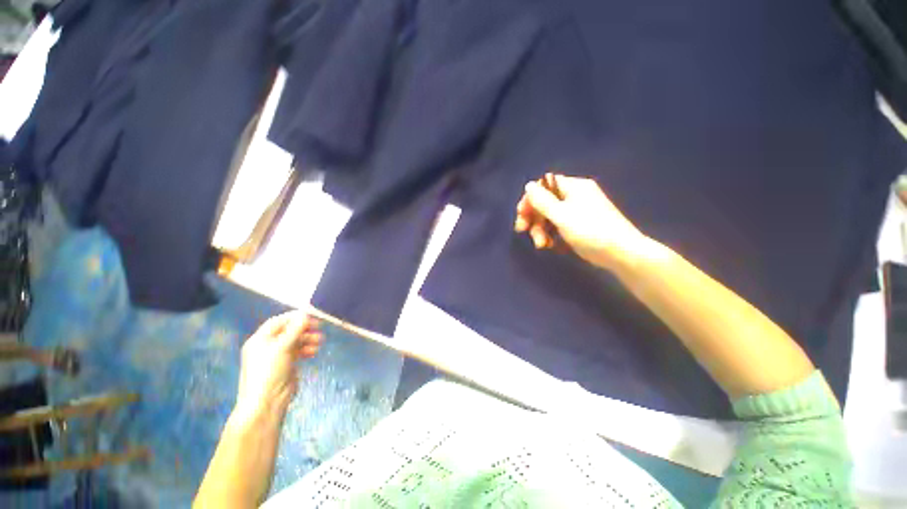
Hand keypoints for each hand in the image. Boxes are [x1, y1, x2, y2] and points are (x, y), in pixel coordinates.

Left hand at [233, 312, 322, 423]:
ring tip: (320, 341)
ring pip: (295, 341)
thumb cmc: (270, 371)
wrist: (267, 402)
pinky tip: (314, 352)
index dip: (294, 318)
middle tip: (319, 328)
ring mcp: (277, 357)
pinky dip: (307, 349)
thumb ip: (295, 329)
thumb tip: (305, 313)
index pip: (278, 322)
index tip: (311, 316)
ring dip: (308, 339)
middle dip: (304, 329)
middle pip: (288, 331)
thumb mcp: (282, 347)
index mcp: (260, 340)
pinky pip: (298, 352)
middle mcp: (267, 346)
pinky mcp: (286, 366)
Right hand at [514, 173, 647, 269]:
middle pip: (544, 202)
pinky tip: (550, 245)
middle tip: (523, 231)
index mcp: (573, 187)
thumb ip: (543, 201)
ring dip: (540, 230)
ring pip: (548, 216)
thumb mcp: (562, 215)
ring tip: (541, 245)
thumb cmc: (590, 231)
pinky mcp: (577, 225)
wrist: (620, 253)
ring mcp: (576, 211)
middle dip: (533, 218)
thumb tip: (528, 185)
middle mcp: (574, 196)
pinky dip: (550, 234)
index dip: (530, 198)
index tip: (521, 214)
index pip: (544, 185)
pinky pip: (557, 225)